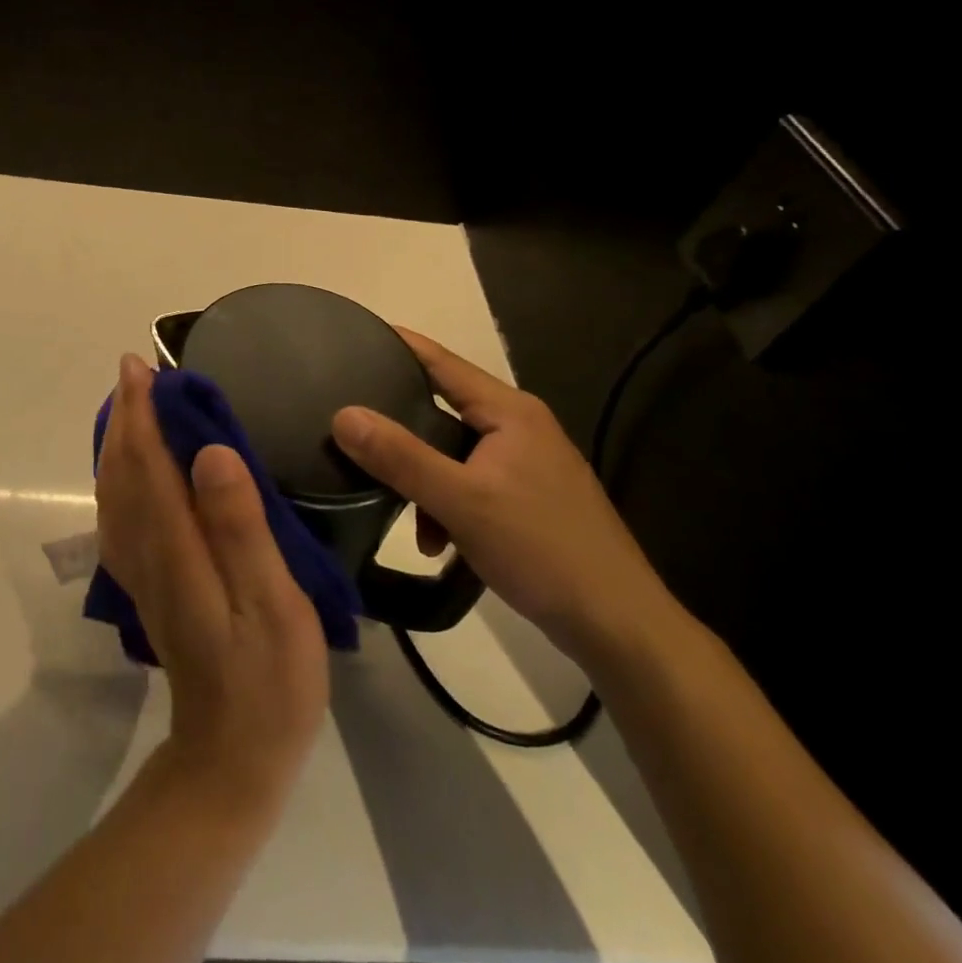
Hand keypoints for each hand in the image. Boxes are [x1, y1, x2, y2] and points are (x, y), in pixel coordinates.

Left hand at [97, 354, 328, 807]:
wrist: (231, 758)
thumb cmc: (268, 680)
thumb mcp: (272, 603)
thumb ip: (240, 526)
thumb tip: (210, 452)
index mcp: (176, 546)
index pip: (148, 463)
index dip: (142, 411)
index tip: (141, 366)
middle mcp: (146, 551)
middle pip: (123, 471)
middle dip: (126, 417)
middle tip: (136, 372)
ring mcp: (142, 572)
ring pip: (115, 492)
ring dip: (119, 443)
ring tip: (132, 407)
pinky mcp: (149, 587)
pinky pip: (120, 516)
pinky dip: (120, 479)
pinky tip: (134, 471)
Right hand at [330, 329, 676, 663]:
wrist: (618, 625)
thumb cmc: (541, 549)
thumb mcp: (461, 501)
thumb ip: (400, 457)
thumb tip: (343, 415)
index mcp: (510, 412)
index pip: (443, 362)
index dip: (399, 346)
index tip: (355, 337)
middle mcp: (520, 427)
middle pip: (444, 409)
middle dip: (400, 427)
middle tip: (352, 428)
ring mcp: (527, 465)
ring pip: (454, 453)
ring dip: (423, 479)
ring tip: (398, 510)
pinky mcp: (529, 500)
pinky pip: (471, 485)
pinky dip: (447, 505)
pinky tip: (437, 543)